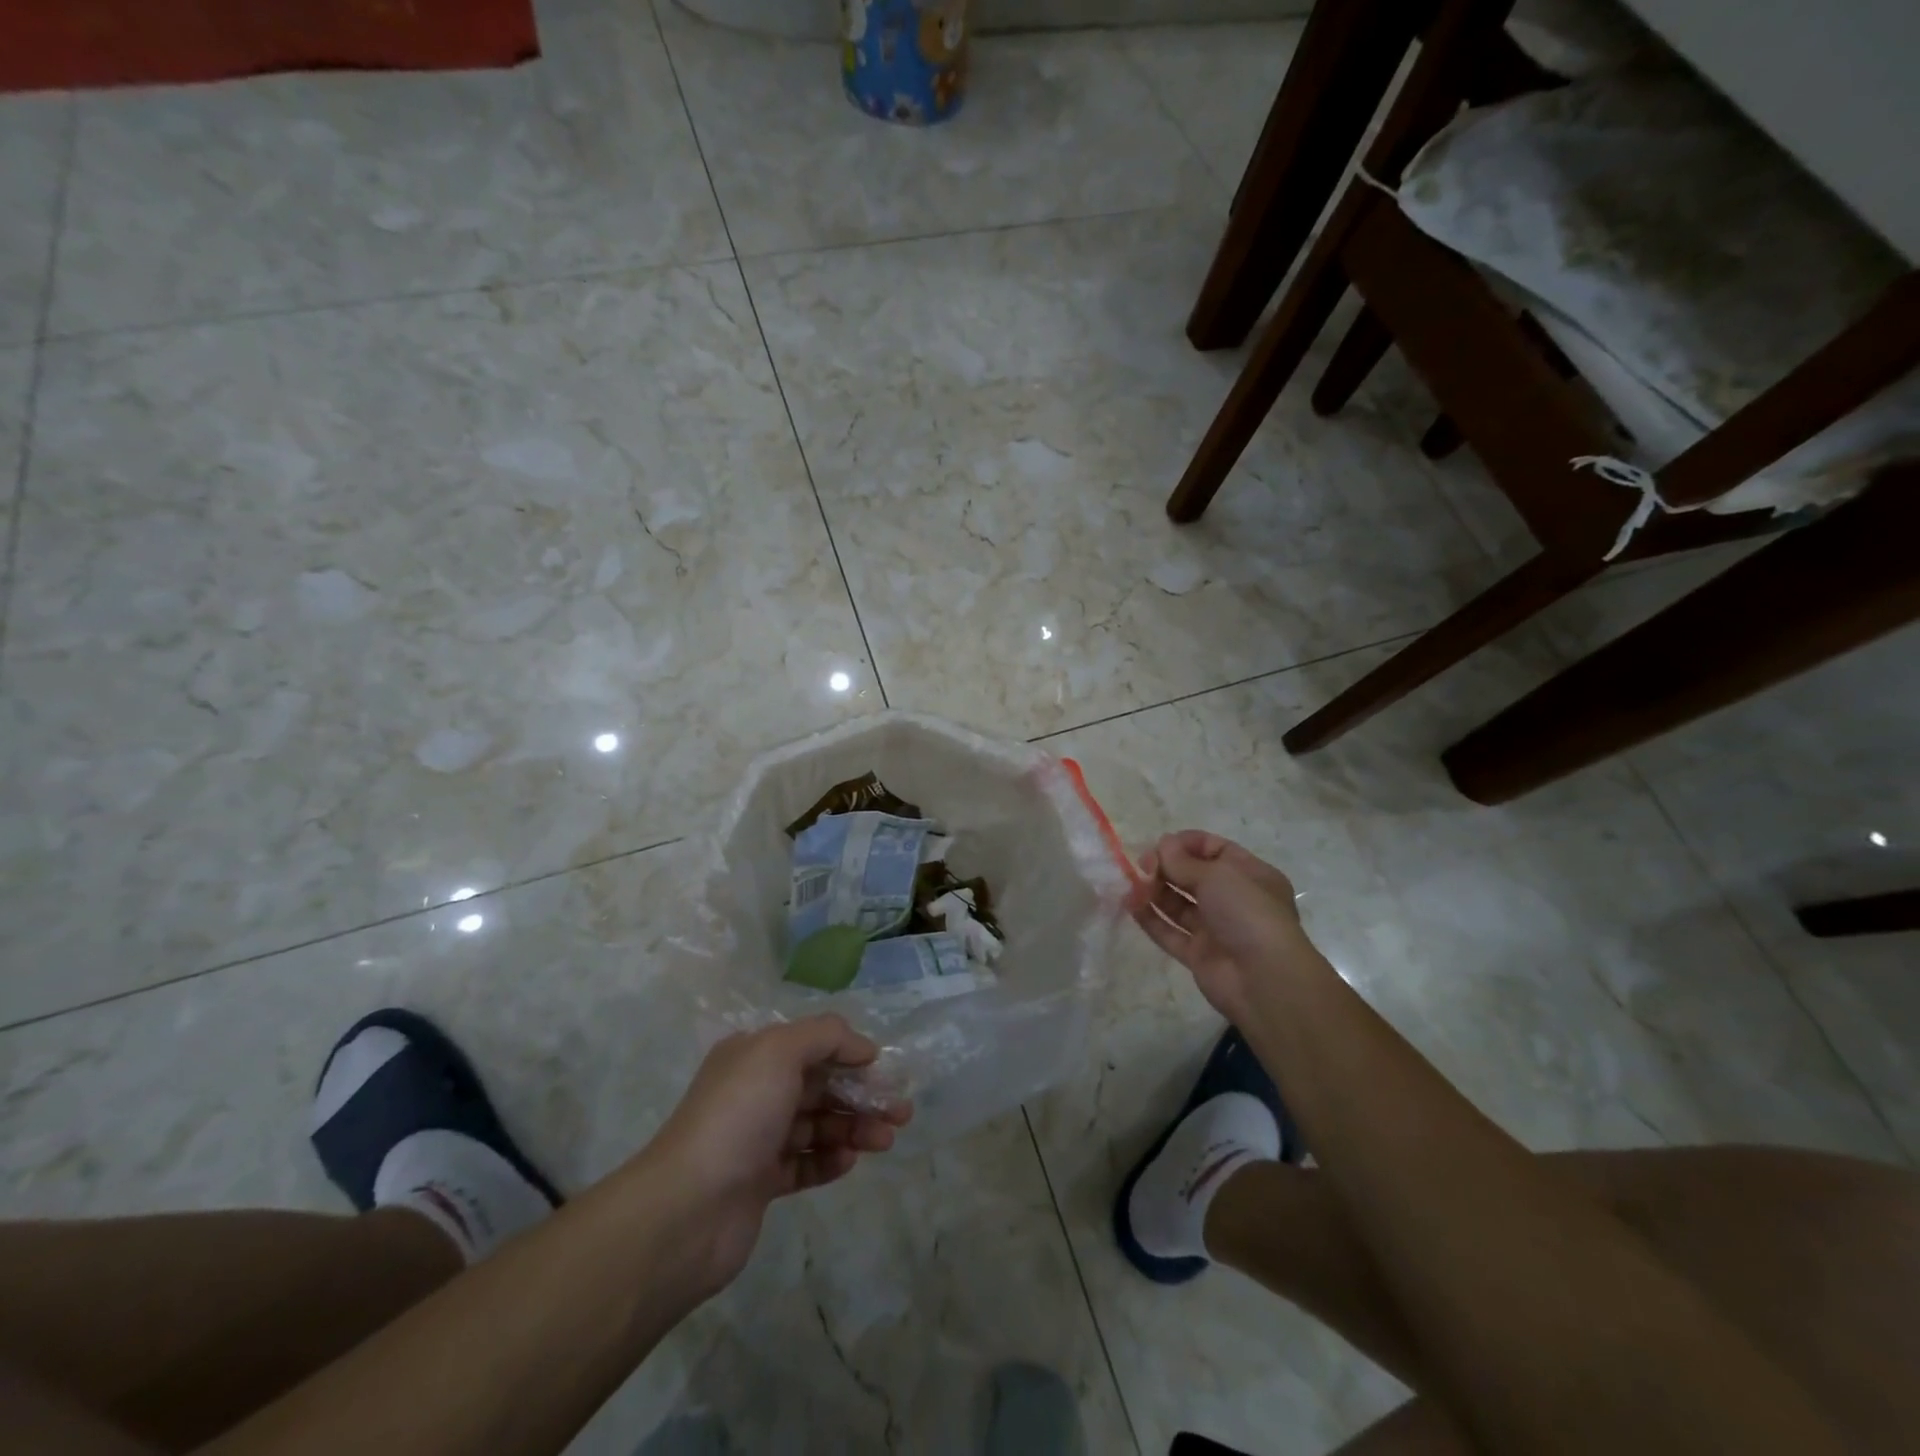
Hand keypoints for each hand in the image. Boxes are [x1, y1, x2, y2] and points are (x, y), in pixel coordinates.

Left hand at [643, 1016, 912, 1293]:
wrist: (688, 1209)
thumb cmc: (738, 1114)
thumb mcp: (781, 1051)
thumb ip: (826, 1036)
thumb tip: (862, 1047)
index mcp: (753, 1055)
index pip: (812, 1046)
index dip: (851, 1055)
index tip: (885, 1071)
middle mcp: (755, 1091)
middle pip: (820, 1086)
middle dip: (861, 1095)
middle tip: (901, 1112)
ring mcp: (757, 1140)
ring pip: (817, 1125)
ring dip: (854, 1128)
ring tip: (885, 1140)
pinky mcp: (760, 1184)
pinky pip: (805, 1164)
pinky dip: (830, 1160)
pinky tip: (850, 1161)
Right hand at [1130, 831, 1310, 1017]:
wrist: (1264, 980)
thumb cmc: (1247, 913)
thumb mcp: (1217, 875)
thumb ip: (1183, 861)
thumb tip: (1162, 845)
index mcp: (1250, 875)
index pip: (1215, 849)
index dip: (1186, 844)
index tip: (1159, 845)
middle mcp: (1234, 900)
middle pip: (1193, 876)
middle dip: (1166, 867)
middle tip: (1142, 866)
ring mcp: (1216, 929)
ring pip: (1180, 904)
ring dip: (1155, 891)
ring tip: (1130, 885)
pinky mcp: (1199, 954)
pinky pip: (1170, 932)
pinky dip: (1151, 919)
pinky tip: (1131, 906)